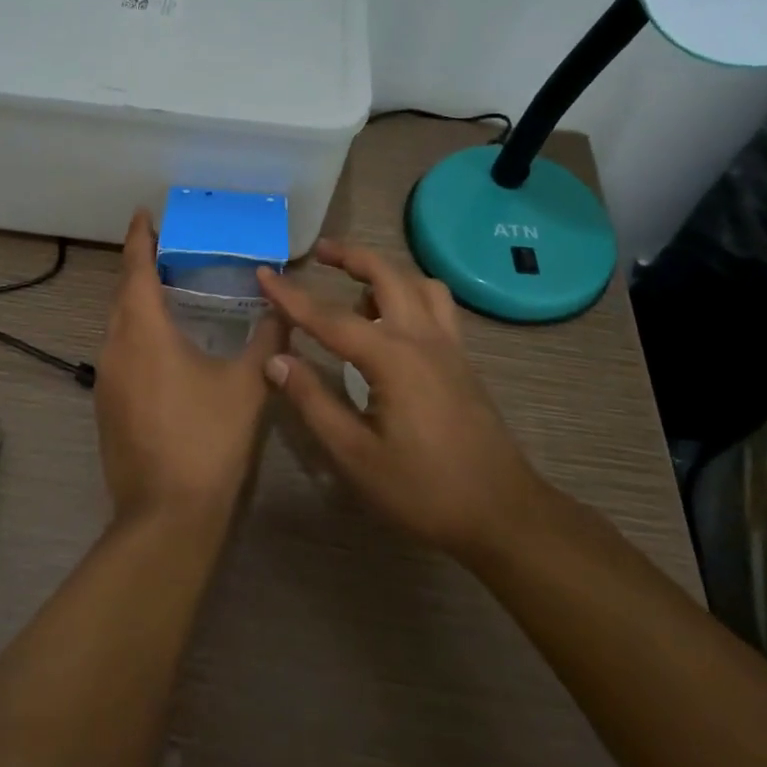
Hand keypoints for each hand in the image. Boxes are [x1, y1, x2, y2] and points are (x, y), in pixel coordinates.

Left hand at [95, 211, 286, 525]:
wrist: (166, 515)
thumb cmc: (208, 439)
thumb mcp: (247, 384)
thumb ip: (267, 340)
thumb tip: (282, 308)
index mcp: (144, 332)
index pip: (136, 270)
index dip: (139, 239)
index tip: (144, 214)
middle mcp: (115, 347)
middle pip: (122, 294)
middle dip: (139, 267)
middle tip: (165, 249)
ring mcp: (106, 379)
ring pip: (117, 325)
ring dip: (136, 302)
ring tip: (166, 290)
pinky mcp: (107, 406)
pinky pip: (118, 351)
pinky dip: (135, 333)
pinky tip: (162, 345)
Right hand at [256, 240, 540, 564]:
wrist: (503, 514)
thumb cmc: (423, 490)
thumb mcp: (355, 455)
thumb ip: (313, 401)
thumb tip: (275, 359)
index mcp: (392, 358)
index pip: (329, 317)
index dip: (291, 296)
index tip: (263, 273)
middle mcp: (422, 338)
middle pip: (387, 275)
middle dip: (351, 256)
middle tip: (320, 253)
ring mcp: (449, 346)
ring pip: (419, 284)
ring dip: (386, 272)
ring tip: (357, 289)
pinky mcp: (463, 360)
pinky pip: (436, 306)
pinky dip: (410, 294)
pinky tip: (393, 323)